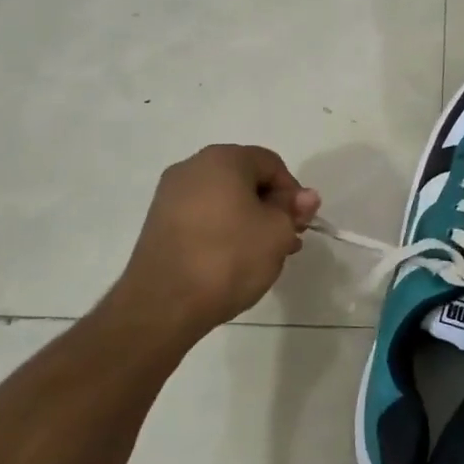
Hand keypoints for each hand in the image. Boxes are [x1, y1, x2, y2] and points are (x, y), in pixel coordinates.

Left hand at [106, 145, 319, 345]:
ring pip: (224, 200)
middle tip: (286, 241)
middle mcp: (192, 167)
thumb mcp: (277, 232)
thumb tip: (305, 197)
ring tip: (263, 256)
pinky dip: (222, 231)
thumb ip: (293, 209)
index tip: (299, 225)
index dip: (293, 193)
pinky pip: (202, 217)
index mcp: (222, 159)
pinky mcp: (159, 223)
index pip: (272, 164)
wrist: (163, 305)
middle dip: (271, 208)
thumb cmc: (228, 258)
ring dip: (249, 221)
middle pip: (246, 180)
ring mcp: (170, 195)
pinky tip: (233, 260)